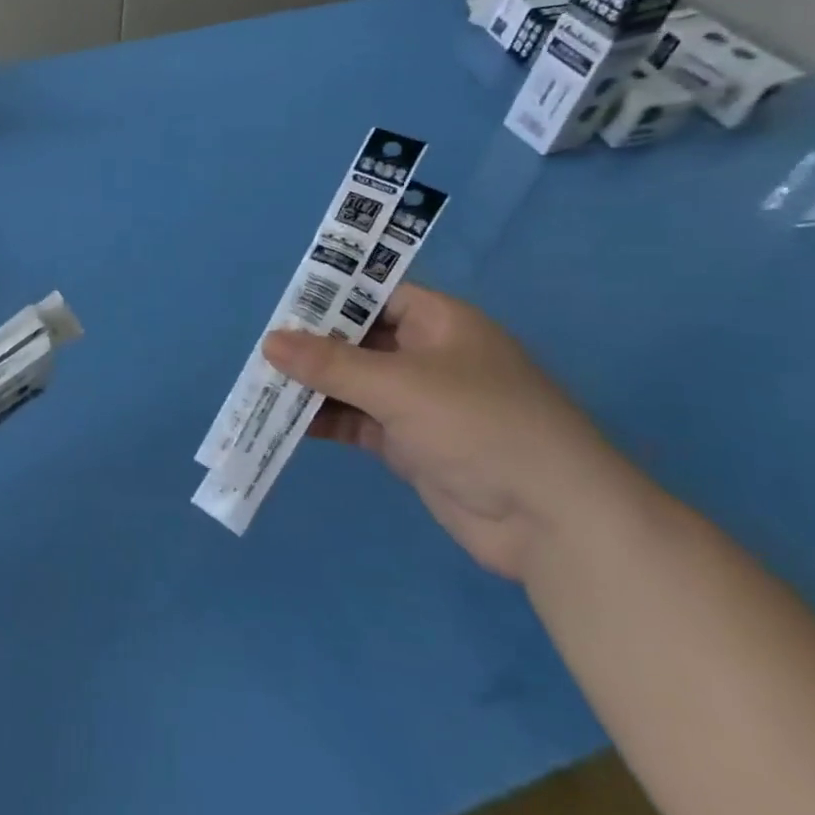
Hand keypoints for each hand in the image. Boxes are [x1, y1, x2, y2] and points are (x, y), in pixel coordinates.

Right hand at [262, 284, 638, 580]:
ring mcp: (419, 403)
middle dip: (313, 346)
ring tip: (262, 386)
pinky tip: (287, 422)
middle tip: (261, 351)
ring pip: (354, 383)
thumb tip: (269, 342)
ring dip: (314, 386)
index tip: (282, 307)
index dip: (331, 296)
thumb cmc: (481, 425)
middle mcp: (429, 356)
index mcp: (441, 322)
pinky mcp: (410, 444)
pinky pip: (358, 421)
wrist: (552, 521)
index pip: (377, 293)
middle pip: (359, 339)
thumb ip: (331, 363)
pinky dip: (327, 420)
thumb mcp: (400, 385)